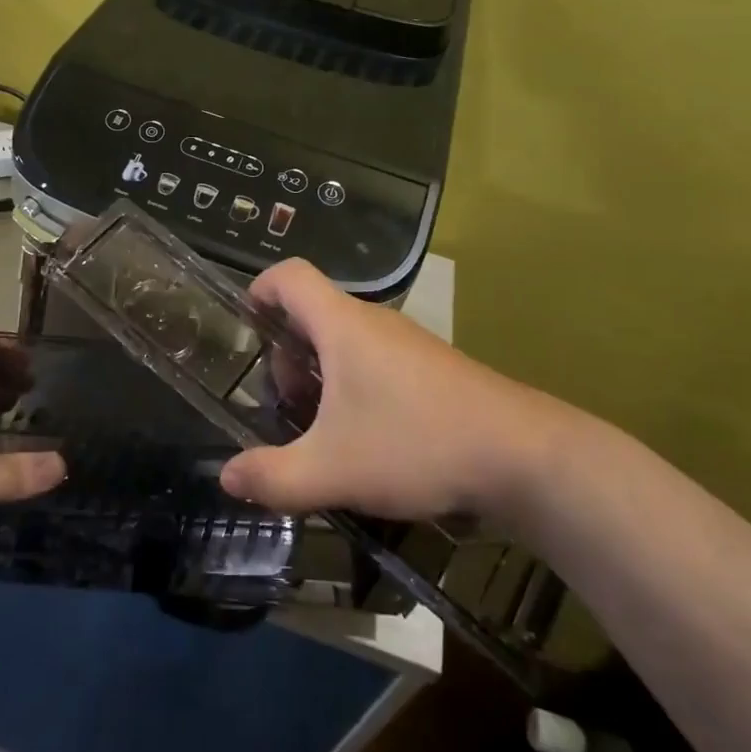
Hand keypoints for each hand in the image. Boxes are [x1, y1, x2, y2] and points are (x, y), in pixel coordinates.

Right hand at [219, 259, 569, 525]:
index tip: (245, 330)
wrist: (523, 456)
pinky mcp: (431, 367)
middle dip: (286, 354)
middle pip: (312, 313)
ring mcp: (407, 342)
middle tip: (287, 406)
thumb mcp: (332, 470)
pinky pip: (375, 358)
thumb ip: (273, 476)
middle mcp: (373, 321)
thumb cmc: (416, 444)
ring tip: (323, 430)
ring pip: (344, 339)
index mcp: (342, 324)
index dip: (258, 290)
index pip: (288, 275)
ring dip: (320, 374)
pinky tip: (367, 438)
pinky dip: (354, 384)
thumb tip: (227, 476)